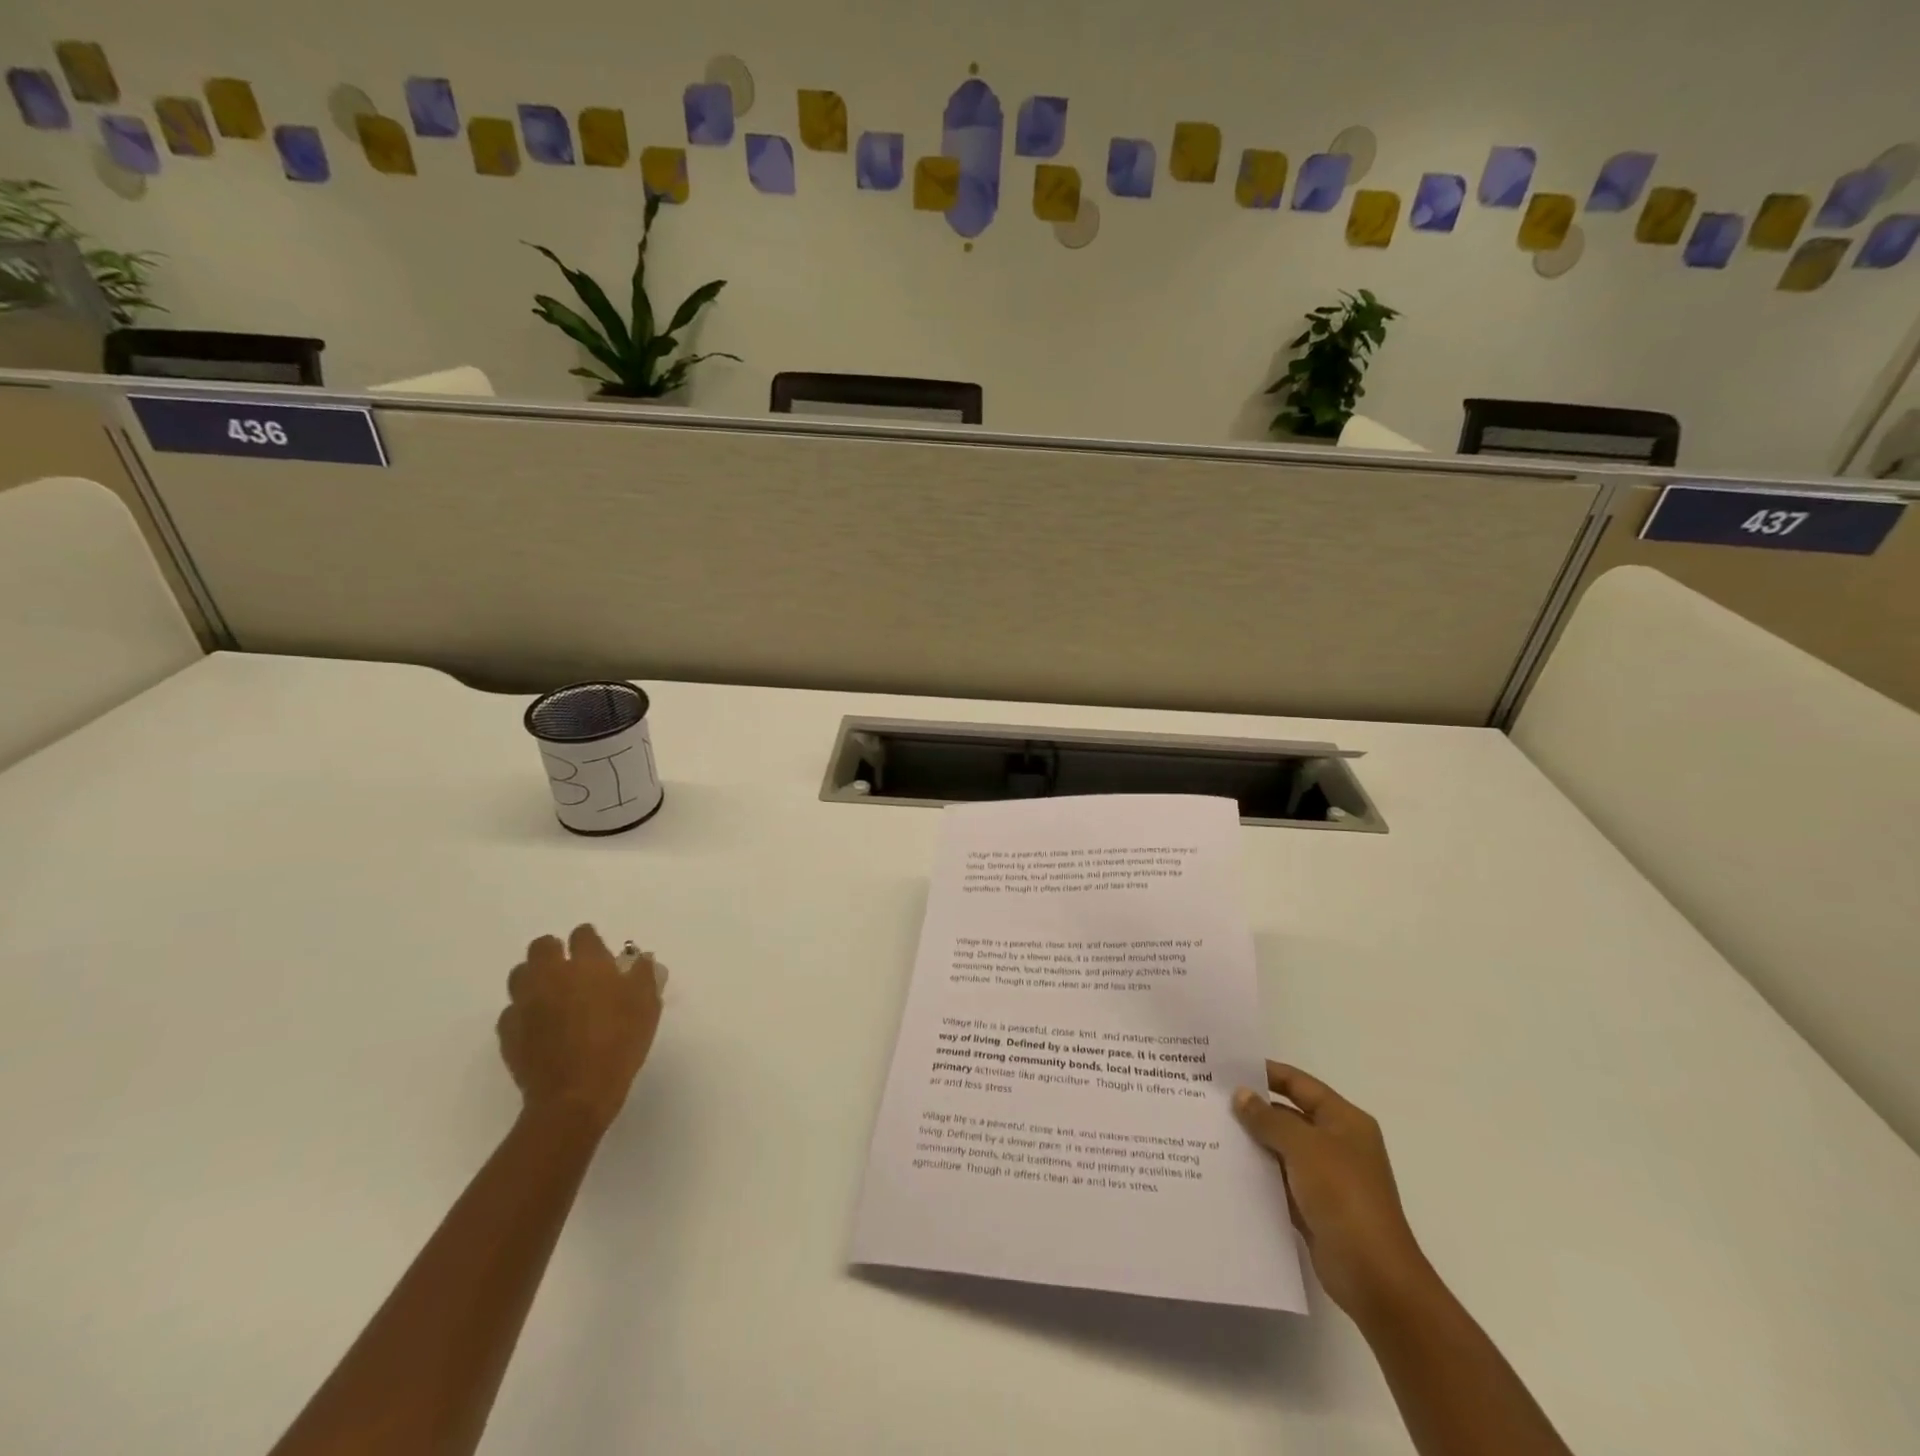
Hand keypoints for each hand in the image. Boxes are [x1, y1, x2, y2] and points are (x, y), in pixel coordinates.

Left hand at [498, 925, 663, 1130]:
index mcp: (587, 965)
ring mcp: (525, 1003)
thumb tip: (640, 959)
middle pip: (542, 946)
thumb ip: (644, 976)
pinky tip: (539, 1025)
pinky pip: (512, 1010)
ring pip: (520, 974)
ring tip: (551, 994)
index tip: (600, 954)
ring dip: (535, 977)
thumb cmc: (619, 1044)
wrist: (575, 1095)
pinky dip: (524, 1012)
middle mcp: (551, 975)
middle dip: (555, 951)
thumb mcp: (647, 1007)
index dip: (591, 941)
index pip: (582, 935)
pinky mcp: (508, 1031)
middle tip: (571, 970)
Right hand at [1233, 1062, 1434, 1323]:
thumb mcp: (1304, 1147)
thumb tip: (1241, 1095)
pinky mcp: (1313, 1207)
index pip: (1299, 1084)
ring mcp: (1326, 1177)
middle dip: (1253, 1108)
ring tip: (1209, 1129)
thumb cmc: (1343, 1196)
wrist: (1373, 1276)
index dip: (1266, 1072)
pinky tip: (1225, 1168)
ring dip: (1252, 1142)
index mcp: (1344, 1121)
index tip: (1227, 1069)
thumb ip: (1269, 1118)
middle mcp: (1336, 1143)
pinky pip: (1279, 1180)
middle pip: (1289, 1115)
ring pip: (1281, 1149)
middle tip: (1210, 1099)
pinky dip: (1258, 1174)